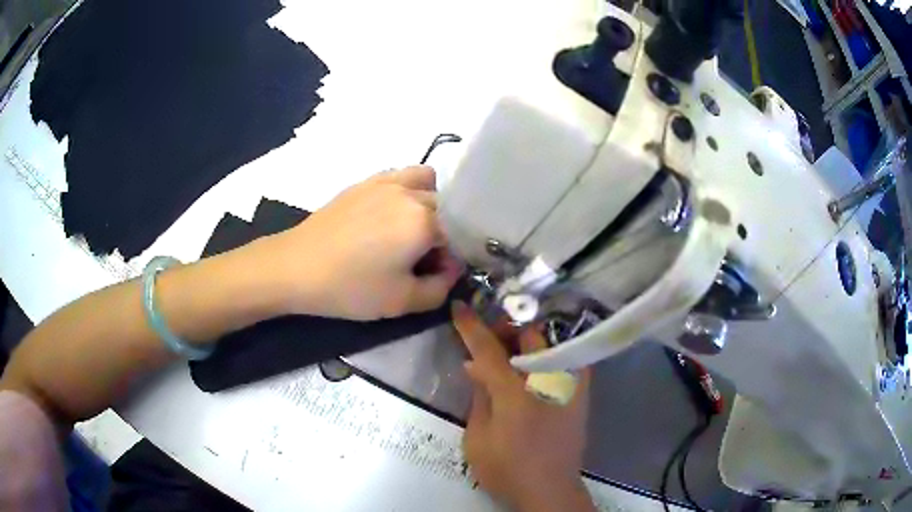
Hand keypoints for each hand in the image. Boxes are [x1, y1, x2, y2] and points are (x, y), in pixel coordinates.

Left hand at [265, 166, 462, 319]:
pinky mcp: (365, 181)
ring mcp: (387, 182)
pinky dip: (408, 189)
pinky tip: (391, 213)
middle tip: (420, 259)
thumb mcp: (402, 302)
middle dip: (443, 233)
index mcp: (424, 221)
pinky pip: (401, 175)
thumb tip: (451, 270)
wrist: (297, 266)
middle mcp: (411, 193)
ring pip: (428, 182)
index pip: (459, 236)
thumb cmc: (350, 287)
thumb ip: (440, 289)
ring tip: (411, 227)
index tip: (436, 276)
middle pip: (446, 209)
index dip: (452, 259)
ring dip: (431, 203)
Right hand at [452, 303, 594, 511]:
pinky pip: (568, 358)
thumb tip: (475, 366)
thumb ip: (479, 396)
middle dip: (506, 328)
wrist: (550, 490)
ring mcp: (570, 385)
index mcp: (516, 394)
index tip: (459, 306)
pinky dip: (549, 352)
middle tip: (489, 337)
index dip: (471, 326)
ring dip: (527, 339)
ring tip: (510, 351)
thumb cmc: (507, 469)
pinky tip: (535, 362)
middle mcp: (548, 381)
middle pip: (528, 335)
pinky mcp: (581, 394)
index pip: (489, 350)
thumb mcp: (478, 438)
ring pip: (550, 342)